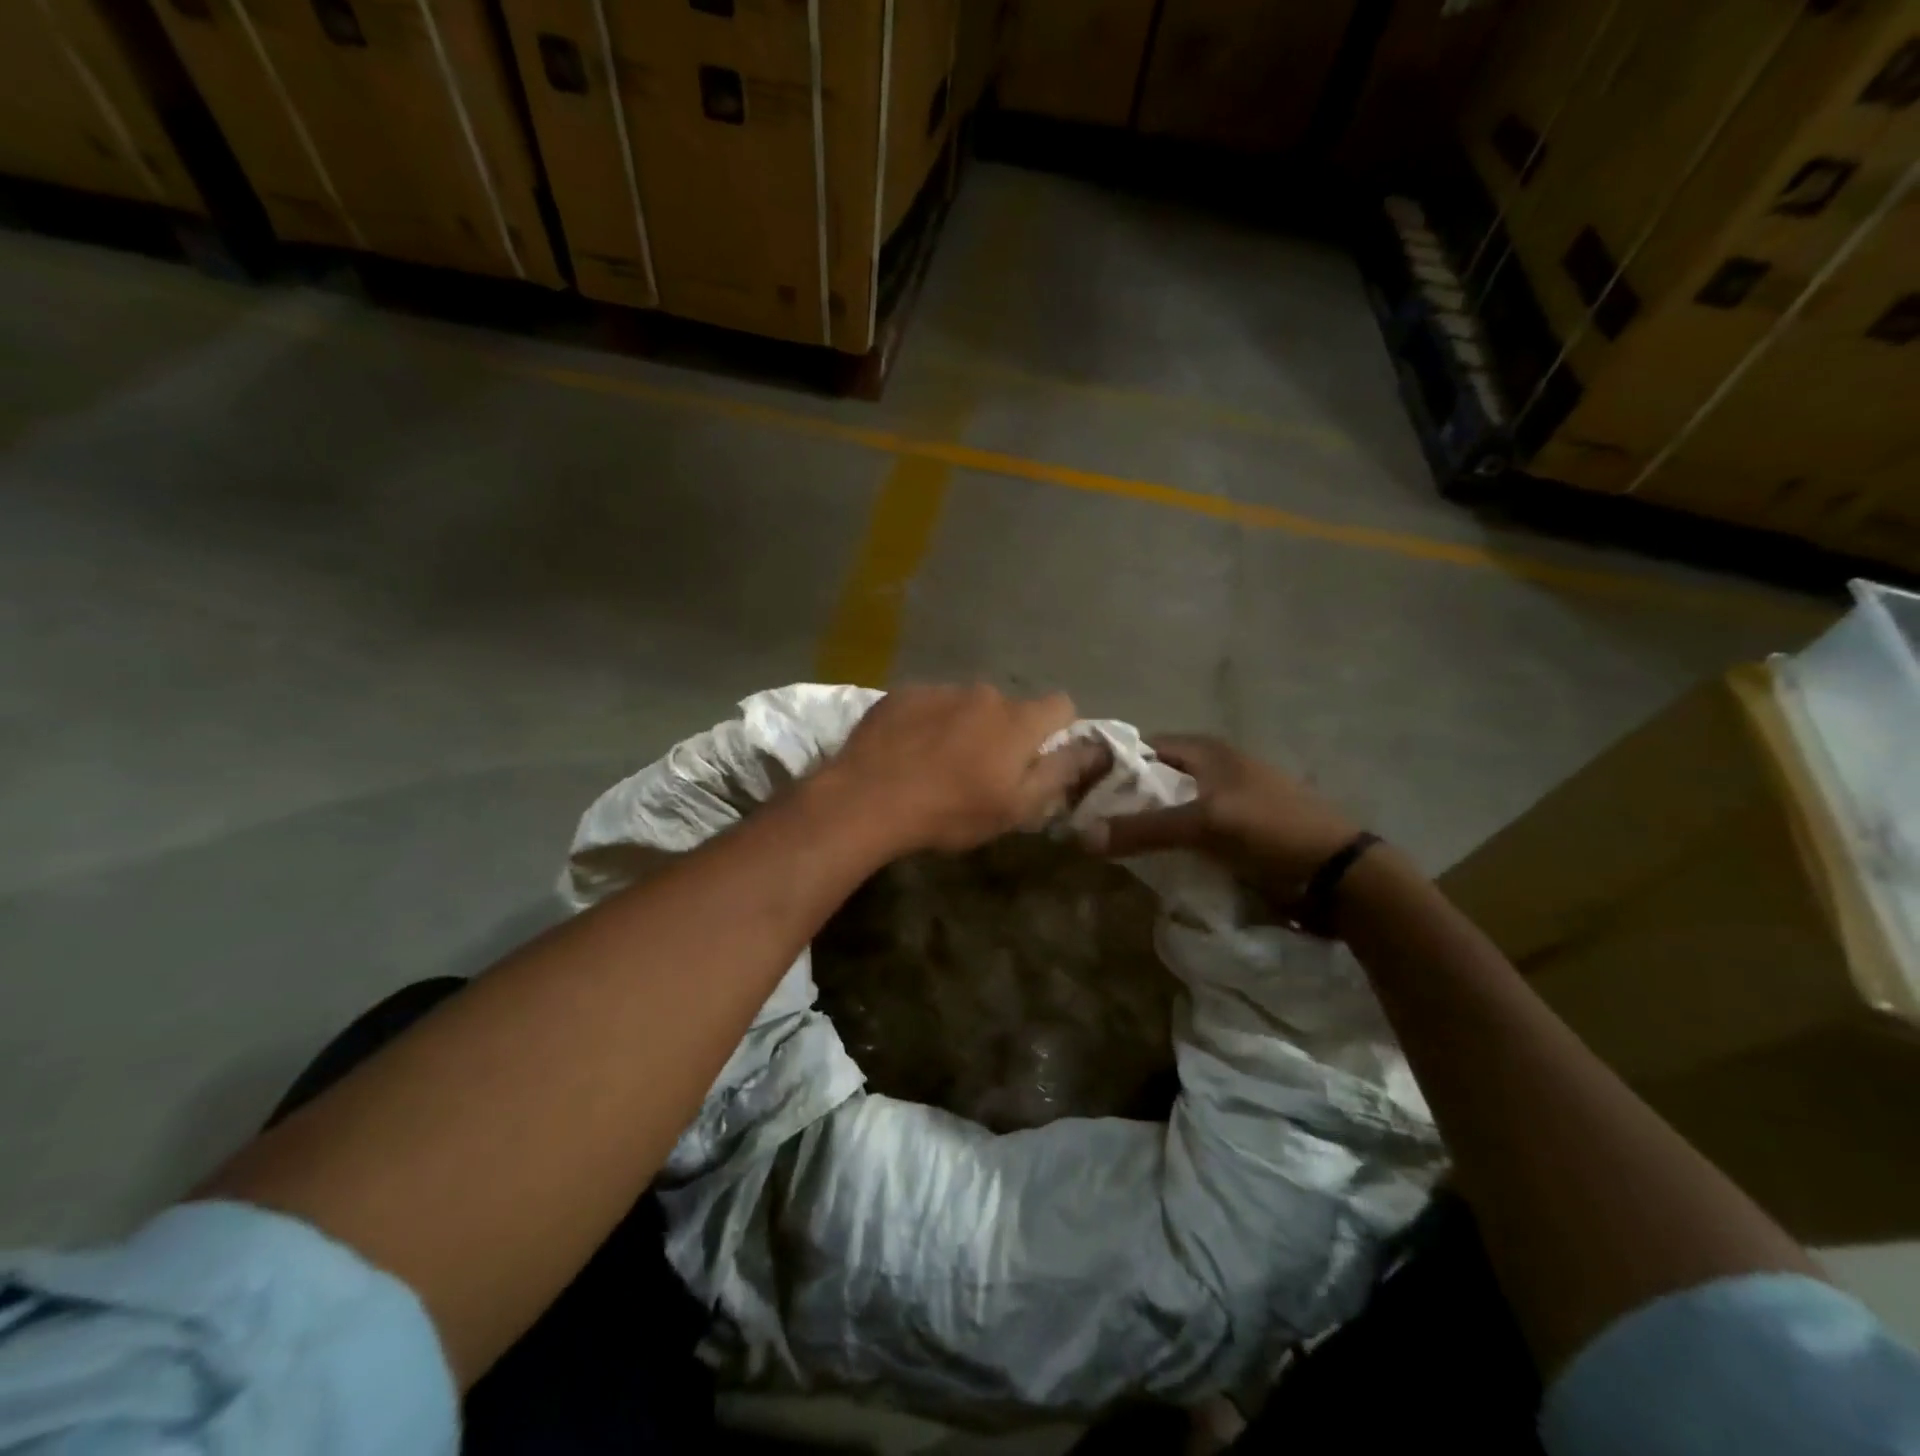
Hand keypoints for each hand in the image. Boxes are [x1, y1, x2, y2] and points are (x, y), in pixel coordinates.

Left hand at [827, 684, 1110, 853]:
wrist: (868, 798)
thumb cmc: (951, 811)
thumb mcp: (1016, 807)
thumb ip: (1060, 773)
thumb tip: (1093, 748)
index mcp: (1018, 720)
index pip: (1061, 705)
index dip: (1057, 731)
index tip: (1038, 759)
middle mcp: (984, 693)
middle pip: (1010, 708)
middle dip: (1005, 734)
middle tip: (981, 772)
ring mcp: (940, 689)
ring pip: (967, 705)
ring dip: (964, 727)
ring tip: (937, 764)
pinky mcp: (902, 693)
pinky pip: (929, 704)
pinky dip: (928, 723)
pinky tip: (908, 753)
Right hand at [1083, 734, 1360, 902]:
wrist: (1336, 874)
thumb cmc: (1270, 830)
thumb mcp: (1204, 824)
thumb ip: (1143, 829)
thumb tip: (1080, 837)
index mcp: (1208, 750)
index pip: (1145, 746)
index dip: (1113, 764)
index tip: (1082, 789)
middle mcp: (1215, 767)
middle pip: (1156, 776)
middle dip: (1126, 797)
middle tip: (1091, 822)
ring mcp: (1228, 799)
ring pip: (1173, 805)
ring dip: (1147, 821)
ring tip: (1113, 843)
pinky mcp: (1237, 830)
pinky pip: (1190, 830)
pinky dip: (1170, 840)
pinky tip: (1153, 859)